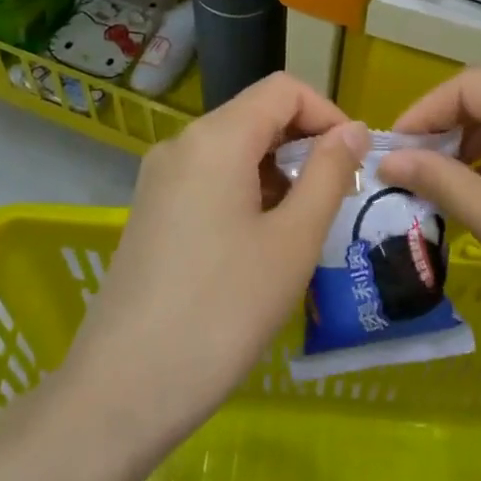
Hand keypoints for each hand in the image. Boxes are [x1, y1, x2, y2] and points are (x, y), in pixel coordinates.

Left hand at [59, 74, 369, 449]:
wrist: (124, 390)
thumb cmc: (223, 310)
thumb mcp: (293, 240)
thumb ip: (329, 174)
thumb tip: (353, 130)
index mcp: (216, 138)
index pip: (283, 90)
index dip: (328, 114)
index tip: (355, 162)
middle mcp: (182, 144)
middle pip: (257, 115)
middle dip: (305, 145)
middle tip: (338, 198)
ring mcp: (160, 179)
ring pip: (234, 149)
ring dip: (278, 172)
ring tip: (304, 227)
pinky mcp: (151, 212)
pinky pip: (210, 179)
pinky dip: (248, 192)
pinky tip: (262, 243)